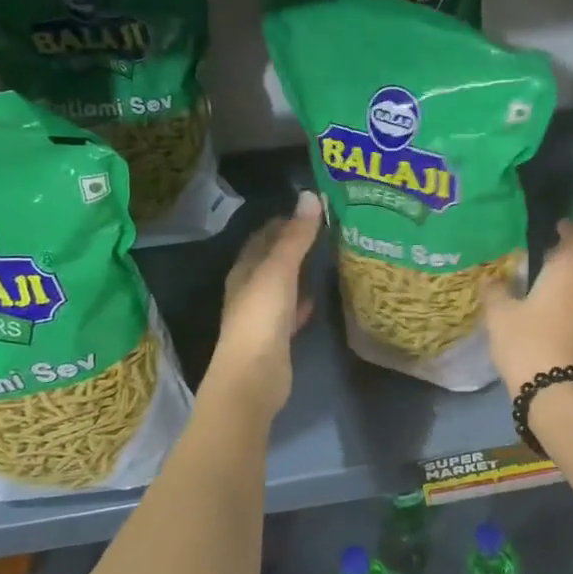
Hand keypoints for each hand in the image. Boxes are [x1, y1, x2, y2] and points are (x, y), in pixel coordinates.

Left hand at [208, 190, 322, 411]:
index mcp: (244, 270)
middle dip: (294, 244)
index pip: (263, 236)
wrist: (253, 378)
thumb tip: (309, 195)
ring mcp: (261, 314)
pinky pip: (290, 309)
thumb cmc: (261, 318)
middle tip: (327, 229)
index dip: (284, 220)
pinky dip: (302, 299)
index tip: (313, 209)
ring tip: (328, 255)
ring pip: (282, 283)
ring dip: (299, 270)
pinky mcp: (275, 336)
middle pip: (272, 259)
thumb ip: (296, 237)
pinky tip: (317, 296)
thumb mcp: (279, 271)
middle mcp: (249, 288)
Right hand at [482, 219, 572, 392]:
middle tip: (552, 253)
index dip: (570, 229)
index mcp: (567, 273)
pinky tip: (558, 313)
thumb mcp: (500, 316)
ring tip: (552, 284)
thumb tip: (491, 279)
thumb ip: (495, 292)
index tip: (559, 225)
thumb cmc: (527, 343)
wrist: (558, 393)